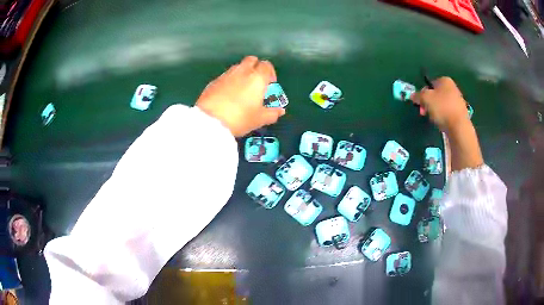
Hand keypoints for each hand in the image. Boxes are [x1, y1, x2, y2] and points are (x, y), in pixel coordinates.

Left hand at [196, 56, 285, 136]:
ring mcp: (226, 74)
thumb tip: (280, 111)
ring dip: (242, 73)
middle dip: (256, 67)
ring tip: (242, 90)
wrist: (210, 121)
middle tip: (256, 83)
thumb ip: (272, 113)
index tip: (269, 84)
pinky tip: (228, 95)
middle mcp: (242, 71)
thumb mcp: (259, 119)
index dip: (270, 73)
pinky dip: (230, 81)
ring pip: (238, 67)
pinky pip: (226, 76)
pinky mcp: (213, 81)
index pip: (267, 65)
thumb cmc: (240, 118)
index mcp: (257, 77)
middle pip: (251, 60)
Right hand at [412, 77, 482, 170]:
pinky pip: (448, 112)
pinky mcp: (461, 113)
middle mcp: (453, 87)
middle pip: (436, 94)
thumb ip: (418, 95)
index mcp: (445, 80)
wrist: (459, 127)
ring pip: (442, 104)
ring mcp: (458, 100)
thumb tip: (413, 96)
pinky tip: (443, 123)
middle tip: (425, 113)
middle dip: (429, 103)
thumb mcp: (425, 98)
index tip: (420, 104)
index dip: (423, 94)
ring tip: (434, 119)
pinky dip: (444, 117)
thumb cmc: (442, 108)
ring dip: (436, 111)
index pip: (429, 84)